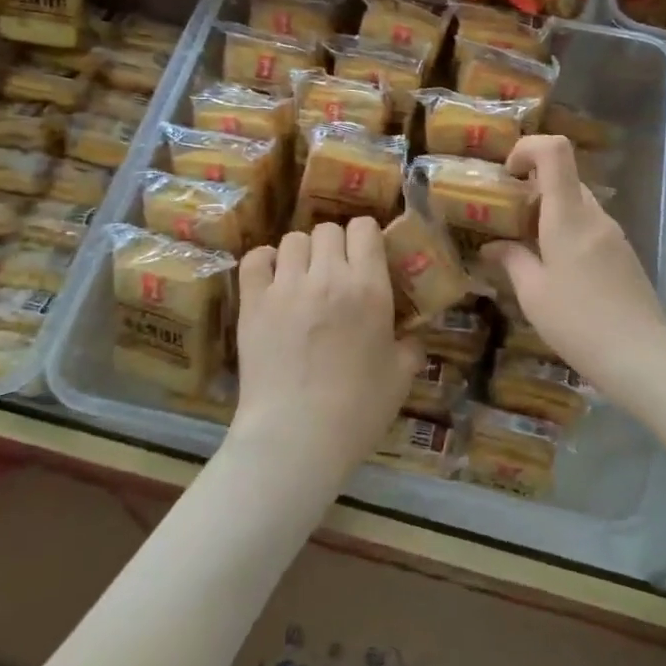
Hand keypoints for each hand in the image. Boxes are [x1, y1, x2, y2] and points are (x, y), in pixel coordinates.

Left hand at [228, 218, 424, 484]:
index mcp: (368, 287)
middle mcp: (327, 276)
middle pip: (328, 229)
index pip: (365, 228)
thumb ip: (410, 347)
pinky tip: (273, 279)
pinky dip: (265, 261)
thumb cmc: (357, 410)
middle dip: (335, 245)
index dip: (366, 237)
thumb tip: (412, 336)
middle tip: (336, 273)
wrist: (296, 437)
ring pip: (293, 240)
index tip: (367, 256)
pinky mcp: (253, 302)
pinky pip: (255, 258)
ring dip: (302, 253)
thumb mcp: (400, 377)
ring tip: (304, 278)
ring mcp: (285, 286)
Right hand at [479, 136, 665, 391]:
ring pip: (577, 205)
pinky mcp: (624, 255)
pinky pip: (590, 228)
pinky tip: (557, 272)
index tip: (508, 174)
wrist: (642, 357)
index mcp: (568, 217)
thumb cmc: (578, 322)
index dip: (528, 148)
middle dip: (532, 190)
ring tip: (528, 251)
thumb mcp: (533, 294)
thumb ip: (511, 261)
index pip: (555, 151)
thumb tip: (492, 247)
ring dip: (550, 215)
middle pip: (564, 179)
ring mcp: (614, 235)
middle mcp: (594, 216)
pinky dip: (568, 233)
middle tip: (509, 221)